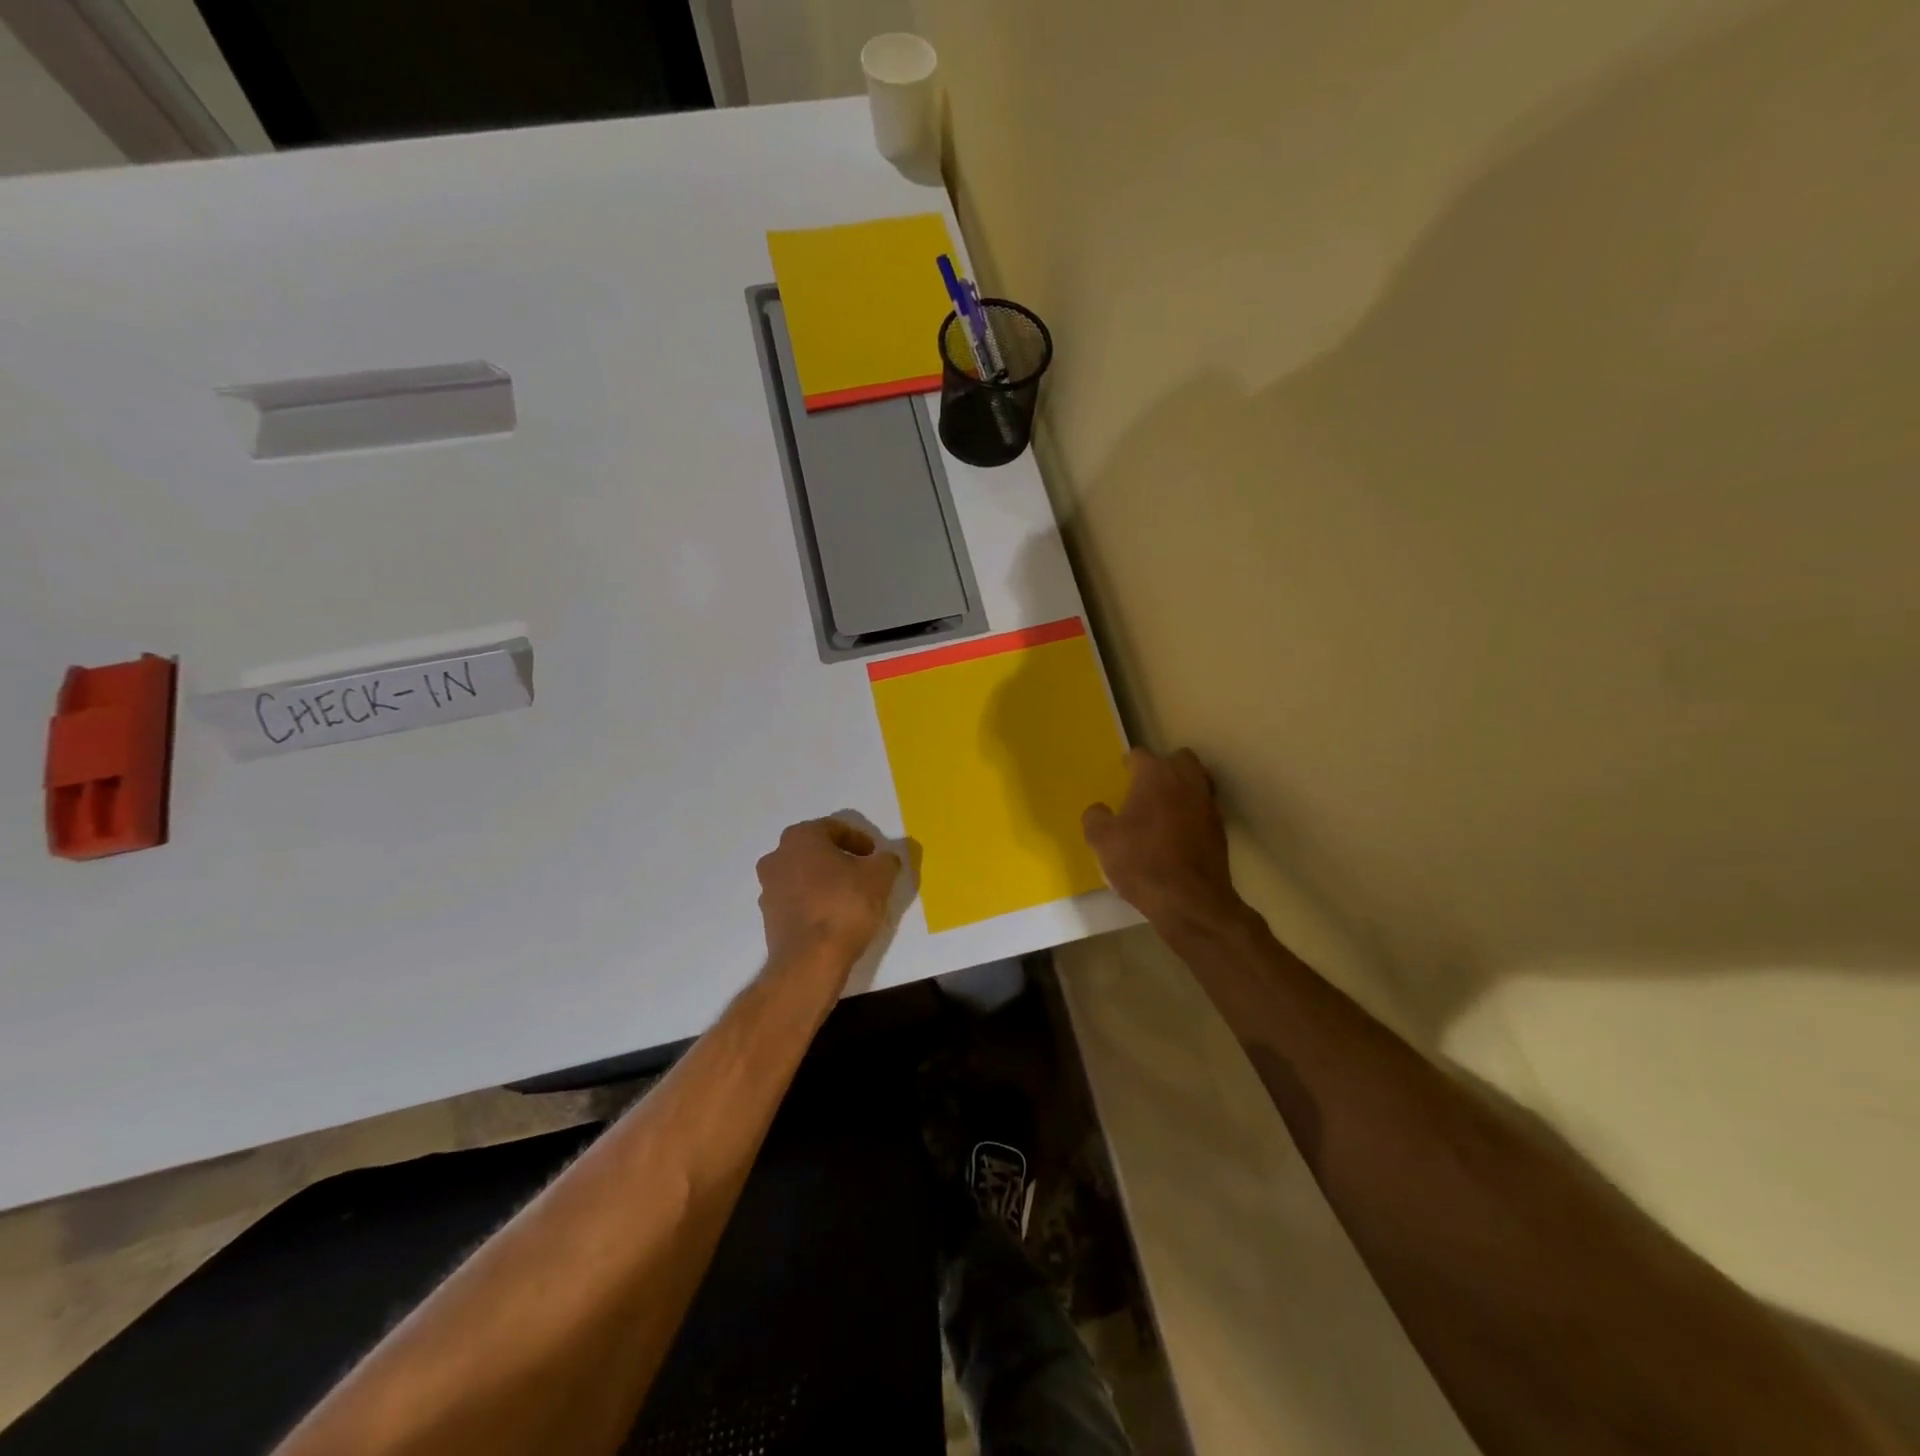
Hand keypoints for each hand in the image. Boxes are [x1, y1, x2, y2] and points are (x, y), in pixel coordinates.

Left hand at [756, 818, 900, 967]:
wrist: (810, 960)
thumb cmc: (845, 905)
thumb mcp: (880, 876)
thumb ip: (886, 860)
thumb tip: (886, 858)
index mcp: (800, 837)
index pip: (834, 828)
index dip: (859, 840)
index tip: (875, 856)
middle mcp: (777, 857)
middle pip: (815, 850)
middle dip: (839, 858)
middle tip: (864, 873)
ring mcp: (768, 888)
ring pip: (803, 875)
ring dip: (825, 881)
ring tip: (851, 897)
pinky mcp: (768, 917)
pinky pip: (796, 900)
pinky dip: (814, 902)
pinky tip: (834, 917)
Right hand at [1083, 748, 1244, 929]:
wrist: (1190, 901)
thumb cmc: (1141, 862)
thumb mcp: (1101, 841)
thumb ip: (1095, 817)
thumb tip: (1099, 810)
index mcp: (1155, 775)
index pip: (1140, 755)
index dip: (1129, 763)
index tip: (1121, 775)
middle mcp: (1186, 780)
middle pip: (1179, 759)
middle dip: (1164, 767)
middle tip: (1146, 787)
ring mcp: (1208, 804)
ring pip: (1197, 781)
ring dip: (1182, 787)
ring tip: (1164, 808)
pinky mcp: (1220, 829)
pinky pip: (1204, 808)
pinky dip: (1193, 812)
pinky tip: (1178, 832)